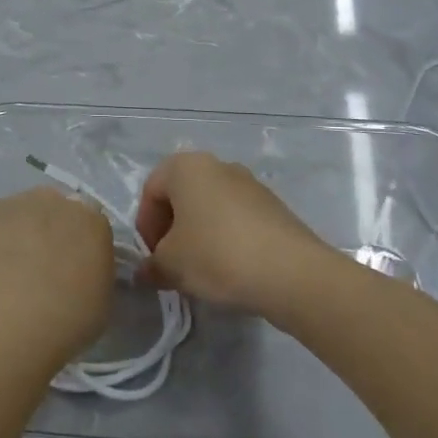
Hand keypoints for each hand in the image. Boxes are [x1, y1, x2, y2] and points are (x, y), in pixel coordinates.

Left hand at [0, 188, 115, 360]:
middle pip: (53, 208)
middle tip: (37, 267)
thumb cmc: (65, 323)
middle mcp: (55, 201)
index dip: (78, 244)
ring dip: (15, 233)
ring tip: (3, 271)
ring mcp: (14, 203)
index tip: (70, 268)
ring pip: (18, 213)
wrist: (6, 322)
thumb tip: (78, 273)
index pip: (90, 223)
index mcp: (92, 221)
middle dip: (47, 231)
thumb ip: (91, 274)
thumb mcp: (99, 303)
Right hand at [135, 152, 331, 313]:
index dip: (146, 227)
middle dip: (172, 230)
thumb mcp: (171, 265)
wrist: (291, 272)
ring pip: (211, 208)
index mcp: (186, 167)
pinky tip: (231, 270)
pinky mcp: (274, 207)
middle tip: (173, 265)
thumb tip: (147, 271)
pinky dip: (227, 239)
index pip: (151, 191)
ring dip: (200, 235)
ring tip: (202, 271)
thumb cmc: (217, 255)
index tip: (153, 258)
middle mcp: (218, 165)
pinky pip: (237, 220)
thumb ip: (152, 265)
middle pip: (182, 196)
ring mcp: (250, 184)